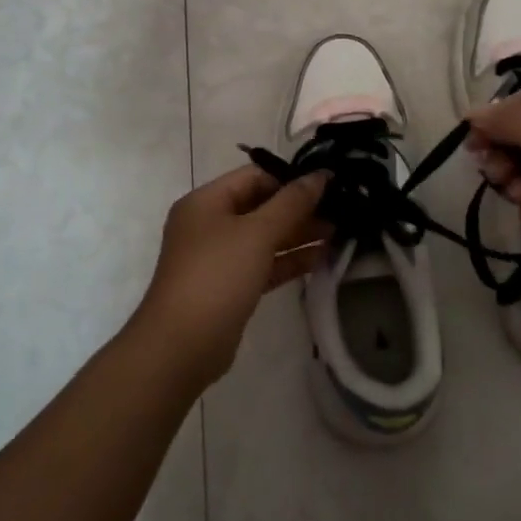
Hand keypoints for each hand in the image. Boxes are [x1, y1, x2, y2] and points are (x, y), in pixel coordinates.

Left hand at [133, 164, 328, 388]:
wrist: (181, 346)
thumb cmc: (217, 276)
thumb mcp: (257, 233)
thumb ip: (292, 202)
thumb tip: (320, 174)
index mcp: (206, 201)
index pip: (254, 177)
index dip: (290, 179)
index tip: (328, 185)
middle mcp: (209, 224)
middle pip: (260, 206)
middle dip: (298, 209)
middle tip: (339, 211)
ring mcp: (218, 257)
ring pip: (263, 237)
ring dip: (298, 235)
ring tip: (338, 233)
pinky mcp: (229, 287)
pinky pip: (263, 264)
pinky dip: (288, 260)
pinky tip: (320, 258)